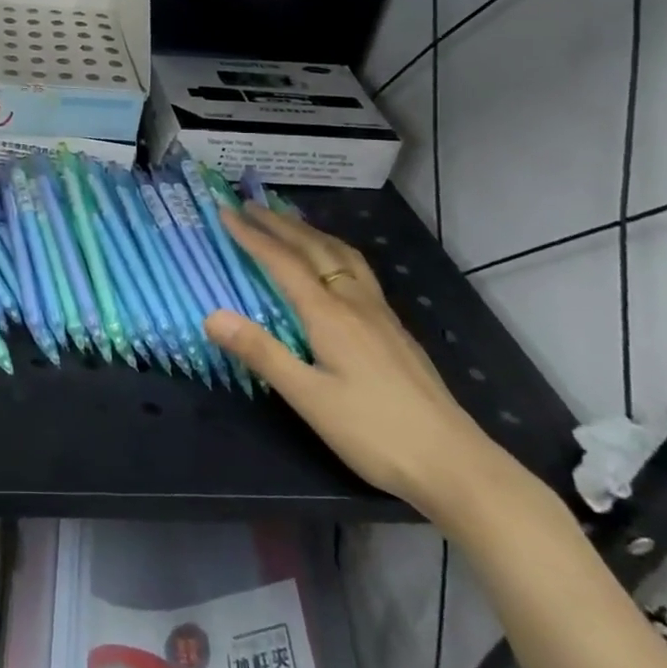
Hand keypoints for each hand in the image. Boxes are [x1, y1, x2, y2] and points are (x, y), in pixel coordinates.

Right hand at [206, 203, 515, 520]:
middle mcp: (355, 303)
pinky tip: (334, 265)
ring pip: (342, 255)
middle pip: (314, 248)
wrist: (454, 463)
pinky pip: (357, 270)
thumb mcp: (309, 398)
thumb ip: (261, 353)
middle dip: (279, 224)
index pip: (284, 263)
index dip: (252, 236)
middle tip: (249, 204)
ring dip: (310, 231)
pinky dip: (333, 250)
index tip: (225, 212)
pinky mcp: (394, 329)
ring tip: (289, 221)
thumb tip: (211, 315)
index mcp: (330, 315)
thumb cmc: (374, 432)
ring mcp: (380, 314)